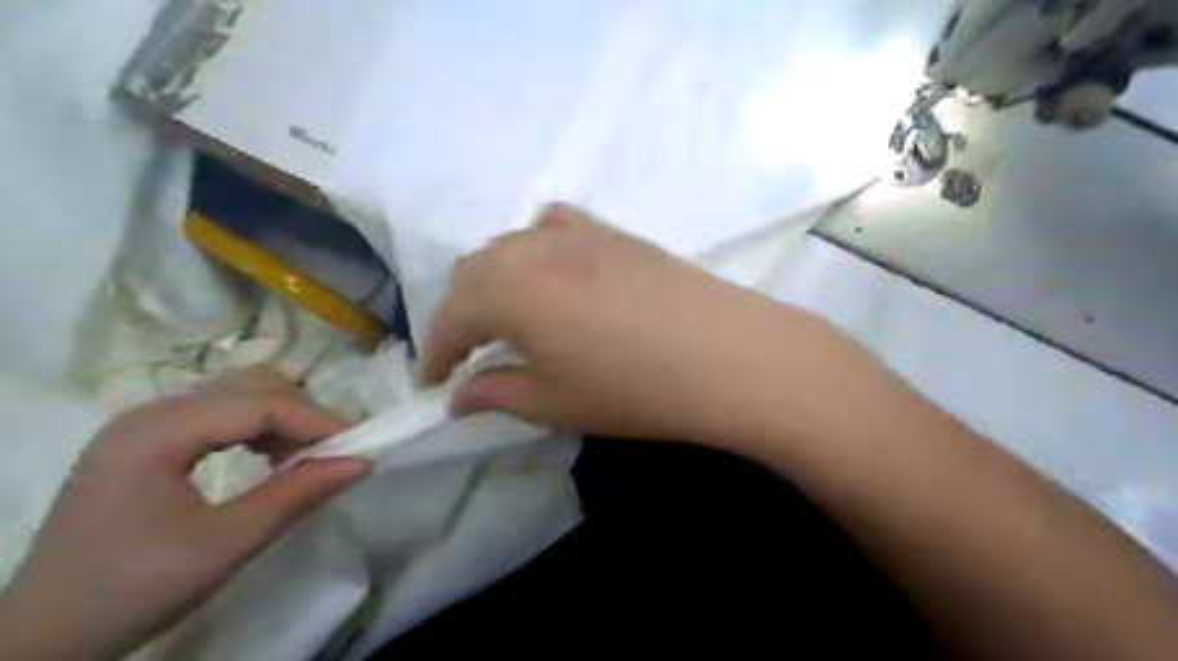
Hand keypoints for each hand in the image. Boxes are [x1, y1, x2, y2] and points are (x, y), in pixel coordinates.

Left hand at [1, 367, 372, 660]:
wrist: (41, 639)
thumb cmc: (132, 590)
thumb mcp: (226, 544)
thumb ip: (297, 495)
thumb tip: (362, 463)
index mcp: (157, 432)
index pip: (259, 403)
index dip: (316, 420)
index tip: (357, 446)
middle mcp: (150, 413)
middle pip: (251, 388)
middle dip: (302, 416)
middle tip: (332, 453)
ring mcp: (146, 425)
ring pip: (239, 396)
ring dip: (282, 420)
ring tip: (304, 458)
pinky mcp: (149, 442)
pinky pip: (220, 415)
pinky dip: (258, 430)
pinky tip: (269, 459)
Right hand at [423, 205, 846, 446]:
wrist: (727, 355)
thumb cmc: (633, 388)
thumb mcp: (553, 402)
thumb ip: (496, 394)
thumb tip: (459, 396)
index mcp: (506, 289)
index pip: (450, 318)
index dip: (436, 353)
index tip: (433, 382)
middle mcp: (532, 248)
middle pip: (474, 271)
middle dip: (460, 313)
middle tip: (469, 352)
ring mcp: (578, 232)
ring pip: (512, 245)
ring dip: (495, 279)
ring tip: (506, 315)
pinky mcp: (614, 232)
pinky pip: (556, 227)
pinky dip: (538, 248)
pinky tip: (554, 272)